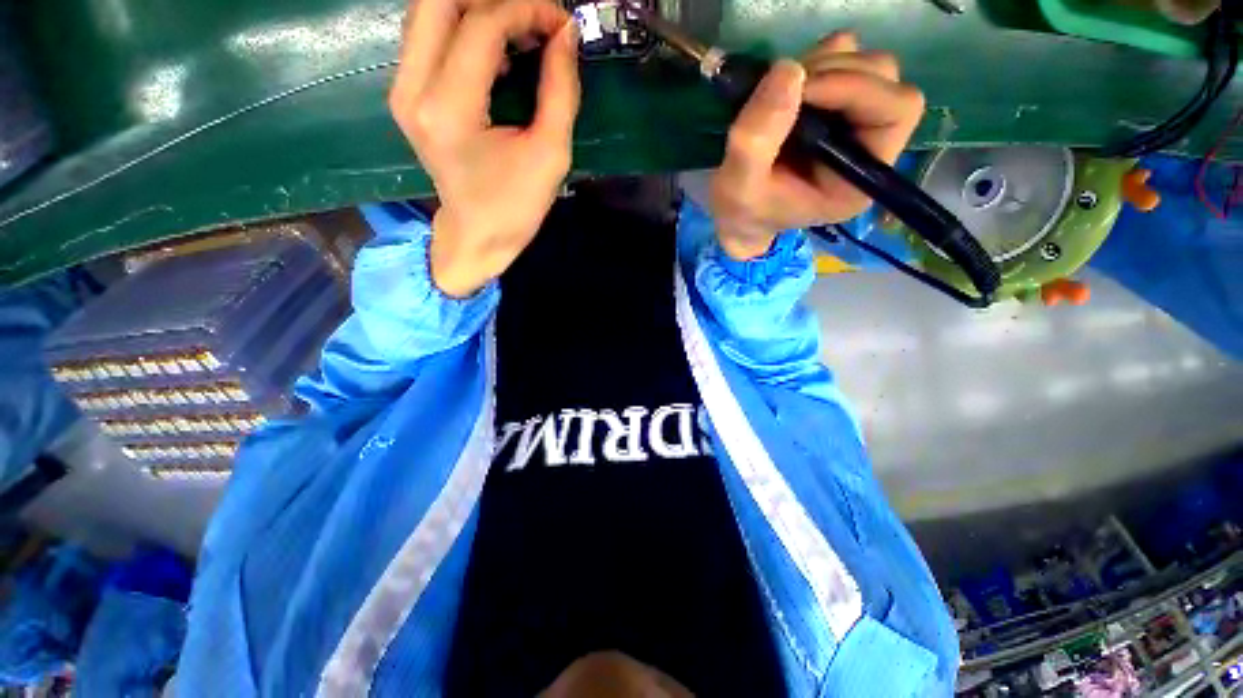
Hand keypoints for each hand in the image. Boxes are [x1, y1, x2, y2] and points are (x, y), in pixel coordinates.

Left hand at [389, 0, 579, 295]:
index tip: (561, 25)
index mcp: (450, 110)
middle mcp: (413, 89)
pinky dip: (465, 27)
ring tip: (521, 33)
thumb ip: (561, 90)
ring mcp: (402, 88)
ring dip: (479, 10)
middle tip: (534, 22)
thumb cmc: (515, 207)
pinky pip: (429, 34)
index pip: (482, 25)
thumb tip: (565, 33)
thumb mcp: (550, 154)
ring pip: (429, 10)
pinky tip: (498, 52)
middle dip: (495, 0)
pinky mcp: (406, 92)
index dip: (528, 11)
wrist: (476, 236)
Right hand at [707, 32, 924, 259]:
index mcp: (860, 178)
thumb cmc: (743, 211)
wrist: (738, 212)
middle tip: (784, 91)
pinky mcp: (835, 104)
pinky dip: (815, 61)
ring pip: (865, 64)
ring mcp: (855, 121)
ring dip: (821, 66)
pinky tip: (786, 88)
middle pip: (885, 80)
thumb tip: (789, 69)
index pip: (895, 112)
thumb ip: (756, 141)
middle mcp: (870, 146)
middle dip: (835, 73)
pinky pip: (844, 59)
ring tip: (777, 95)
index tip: (802, 90)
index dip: (855, 88)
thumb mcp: (739, 188)